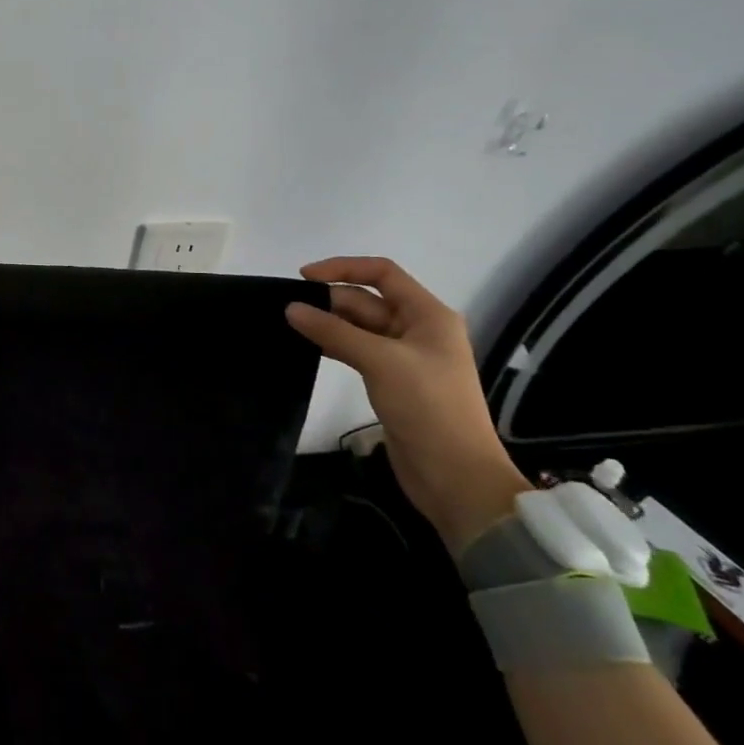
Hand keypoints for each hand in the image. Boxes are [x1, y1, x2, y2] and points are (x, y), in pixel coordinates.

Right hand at [285, 256, 528, 551]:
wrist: (455, 476)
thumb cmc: (427, 407)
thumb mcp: (380, 361)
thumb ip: (334, 332)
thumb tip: (291, 308)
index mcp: (428, 315)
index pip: (383, 273)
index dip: (343, 268)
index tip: (304, 277)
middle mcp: (417, 329)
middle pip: (367, 300)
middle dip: (330, 300)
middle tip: (288, 310)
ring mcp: (405, 357)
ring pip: (359, 327)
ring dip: (329, 324)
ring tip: (289, 326)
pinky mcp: (392, 381)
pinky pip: (358, 351)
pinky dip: (334, 346)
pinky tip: (307, 348)